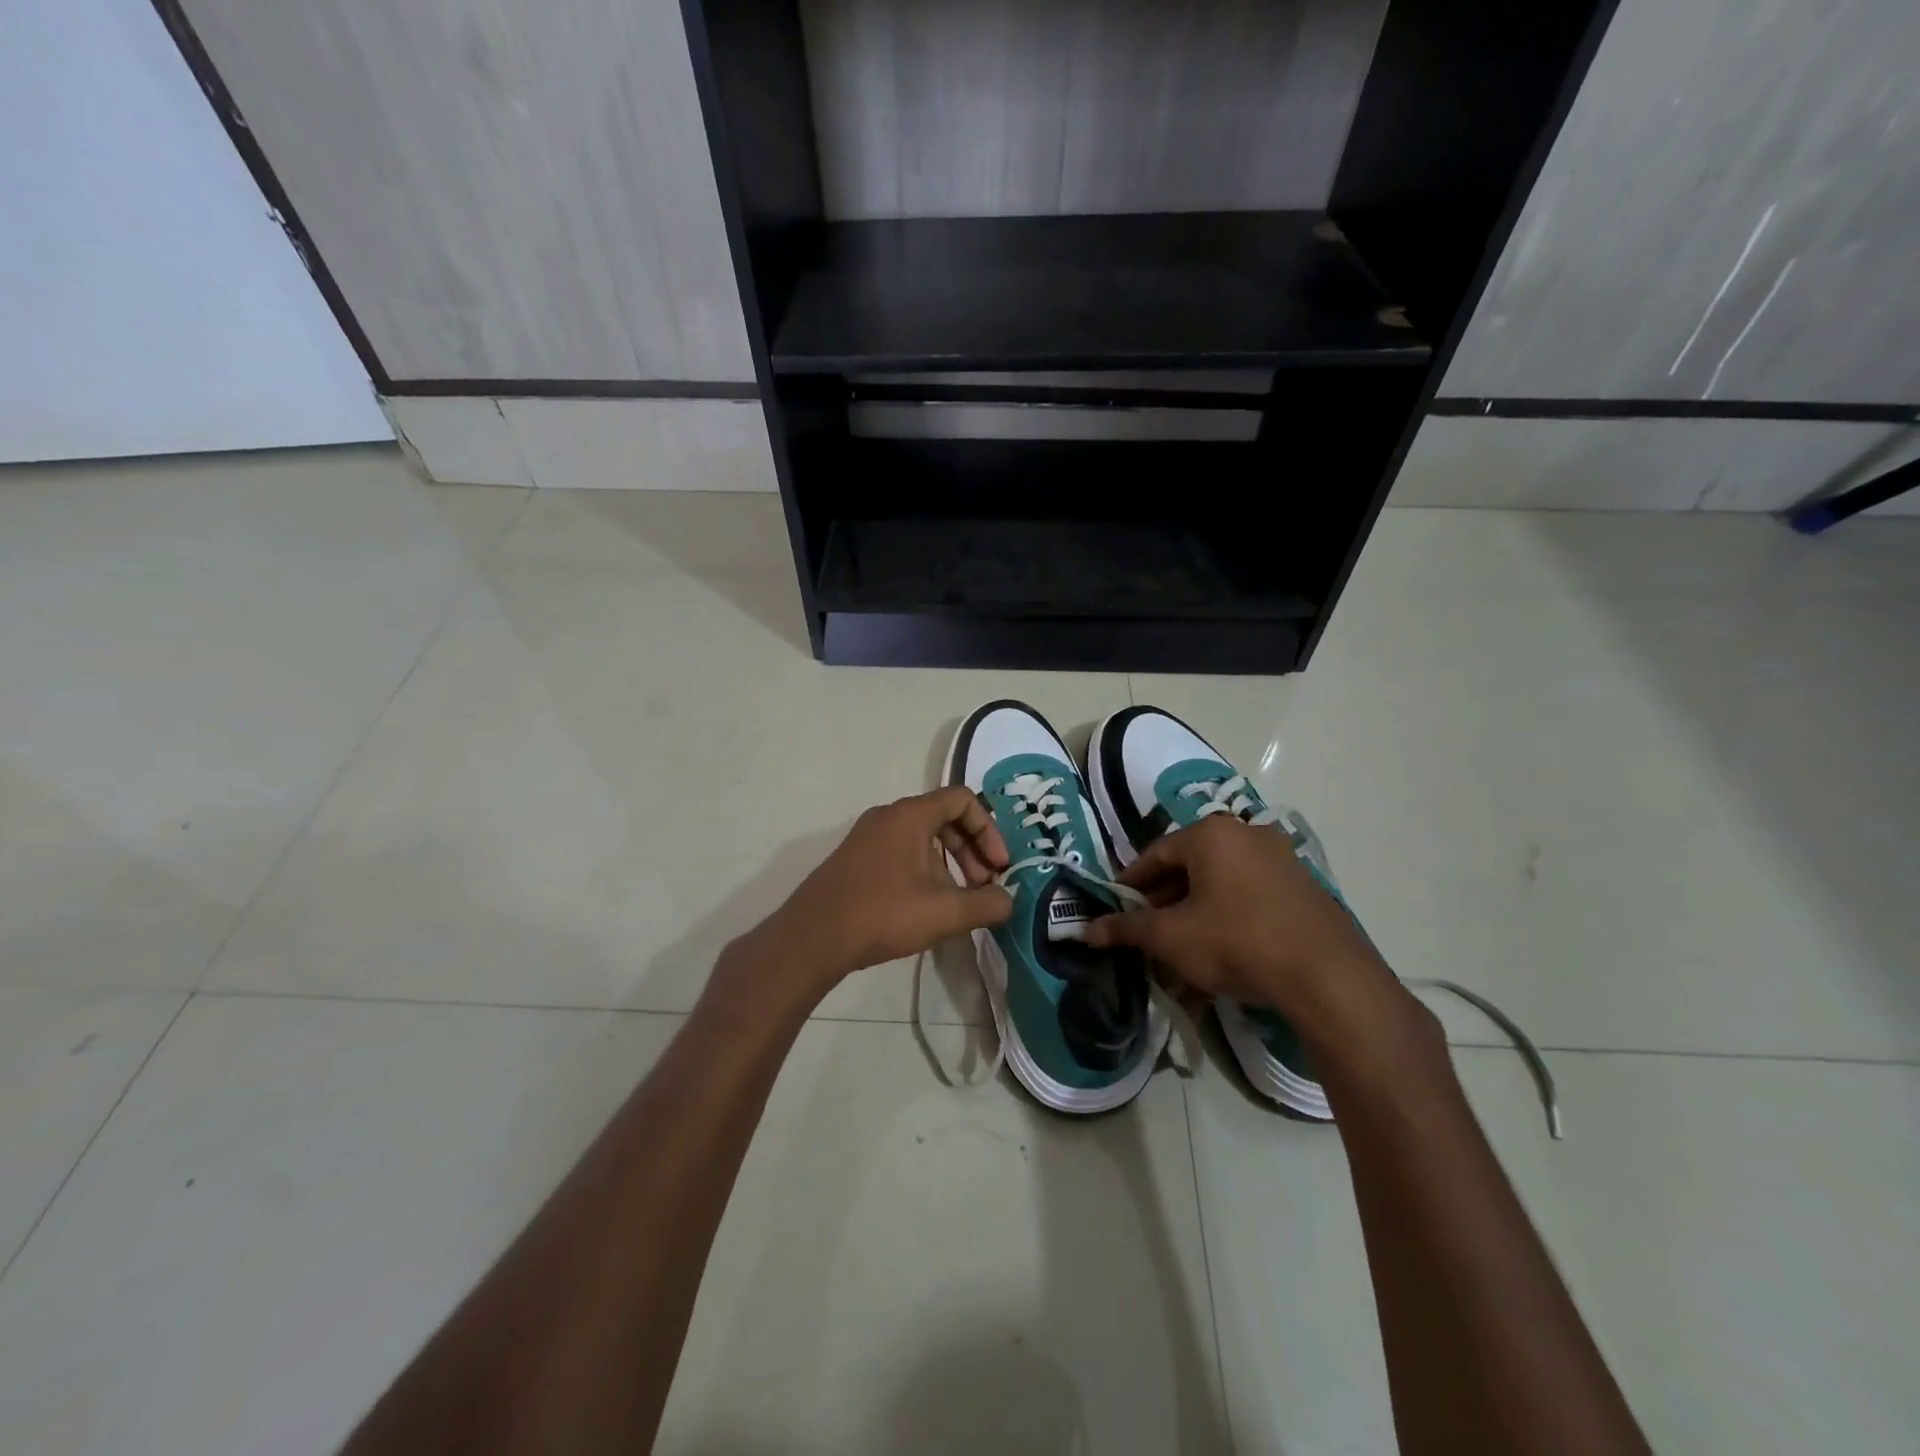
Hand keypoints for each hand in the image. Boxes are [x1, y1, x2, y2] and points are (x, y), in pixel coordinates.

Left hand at [745, 787, 1013, 1001]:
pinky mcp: (855, 860)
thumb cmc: (883, 914)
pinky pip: (901, 852)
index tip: (998, 867)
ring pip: (922, 838)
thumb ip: (986, 904)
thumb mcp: (945, 912)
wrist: (812, 938)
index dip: (989, 830)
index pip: (963, 800)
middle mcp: (887, 817)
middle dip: (972, 850)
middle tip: (984, 886)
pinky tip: (925, 908)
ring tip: (958, 902)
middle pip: (944, 818)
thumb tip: (1008, 901)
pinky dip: (924, 870)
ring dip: (949, 864)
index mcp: (910, 815)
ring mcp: (867, 837)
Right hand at [1085, 816, 1394, 1030]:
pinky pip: (1251, 895)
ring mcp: (1282, 859)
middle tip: (1148, 933)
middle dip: (1165, 901)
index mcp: (1211, 834)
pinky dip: (1229, 916)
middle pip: (1190, 866)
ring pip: (1221, 883)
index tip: (1117, 910)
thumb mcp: (1171, 937)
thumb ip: (1127, 929)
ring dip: (1196, 911)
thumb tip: (1085, 931)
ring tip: (1182, 947)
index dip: (1130, 884)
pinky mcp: (1305, 887)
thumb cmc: (1236, 942)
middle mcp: (1247, 834)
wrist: (1327, 978)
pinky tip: (1223, 950)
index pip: (1155, 854)